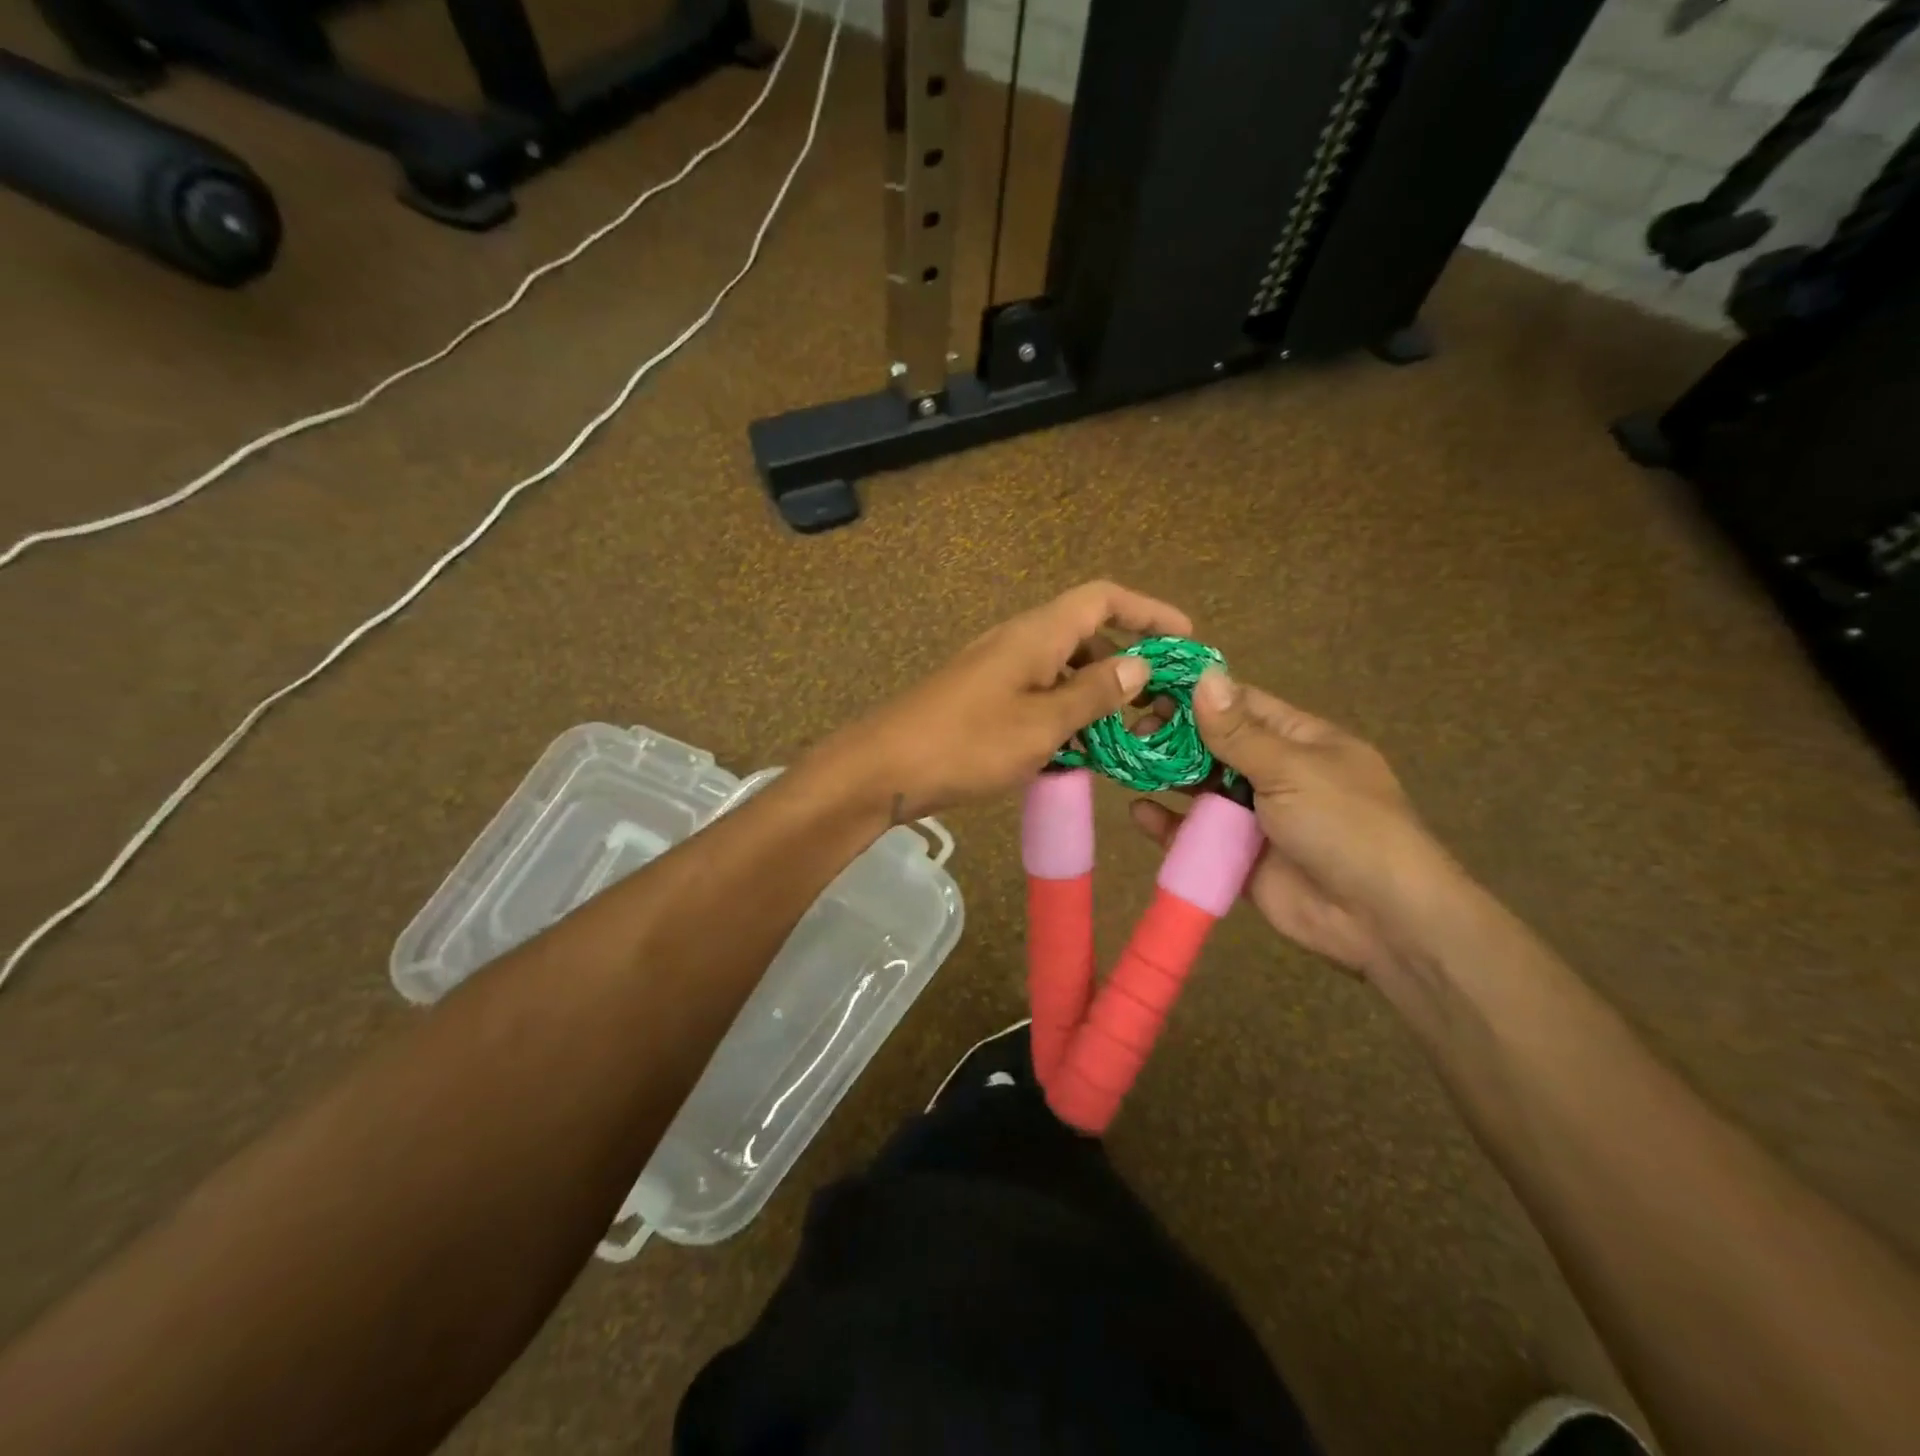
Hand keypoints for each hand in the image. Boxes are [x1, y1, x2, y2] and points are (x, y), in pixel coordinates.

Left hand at [815, 581, 1192, 819]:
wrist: (884, 767)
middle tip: (1157, 701)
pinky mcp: (982, 698)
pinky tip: (1075, 749)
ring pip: (1061, 668)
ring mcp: (996, 669)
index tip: (1186, 638)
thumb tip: (1140, 663)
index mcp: (1036, 634)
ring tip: (1124, 733)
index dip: (1148, 610)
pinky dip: (1064, 712)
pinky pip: (1037, 693)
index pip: (1103, 598)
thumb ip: (1094, 692)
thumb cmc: (968, 743)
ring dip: (1095, 693)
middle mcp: (1018, 641)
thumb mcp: (1043, 723)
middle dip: (1126, 660)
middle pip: (1085, 632)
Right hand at [1129, 669, 1468, 980]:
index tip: (1148, 687)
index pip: (1241, 705)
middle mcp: (1275, 774)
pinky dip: (1168, 825)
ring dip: (1166, 777)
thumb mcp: (1292, 769)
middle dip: (1174, 736)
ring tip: (1124, 765)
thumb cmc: (1345, 825)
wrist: (1381, 919)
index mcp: (1300, 741)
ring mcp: (1256, 818)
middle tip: (1129, 730)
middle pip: (1215, 746)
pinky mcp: (1238, 858)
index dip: (1197, 695)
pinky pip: (1196, 836)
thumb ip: (1239, 732)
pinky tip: (1139, 812)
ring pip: (1201, 789)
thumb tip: (1204, 677)